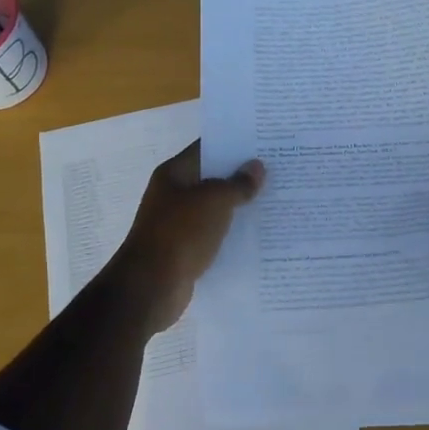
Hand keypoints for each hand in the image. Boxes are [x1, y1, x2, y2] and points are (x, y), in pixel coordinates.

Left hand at [109, 142, 264, 332]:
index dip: (233, 144)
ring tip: (275, 200)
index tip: (263, 142)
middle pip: (212, 178)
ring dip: (238, 206)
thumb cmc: (180, 233)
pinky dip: (231, 233)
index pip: (206, 148)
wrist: (151, 287)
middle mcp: (173, 194)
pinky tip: (258, 234)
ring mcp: (178, 223)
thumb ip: (237, 183)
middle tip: (277, 171)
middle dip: (241, 176)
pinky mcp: (185, 250)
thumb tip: (256, 167)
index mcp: (174, 173)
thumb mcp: (214, 200)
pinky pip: (214, 234)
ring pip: (214, 208)